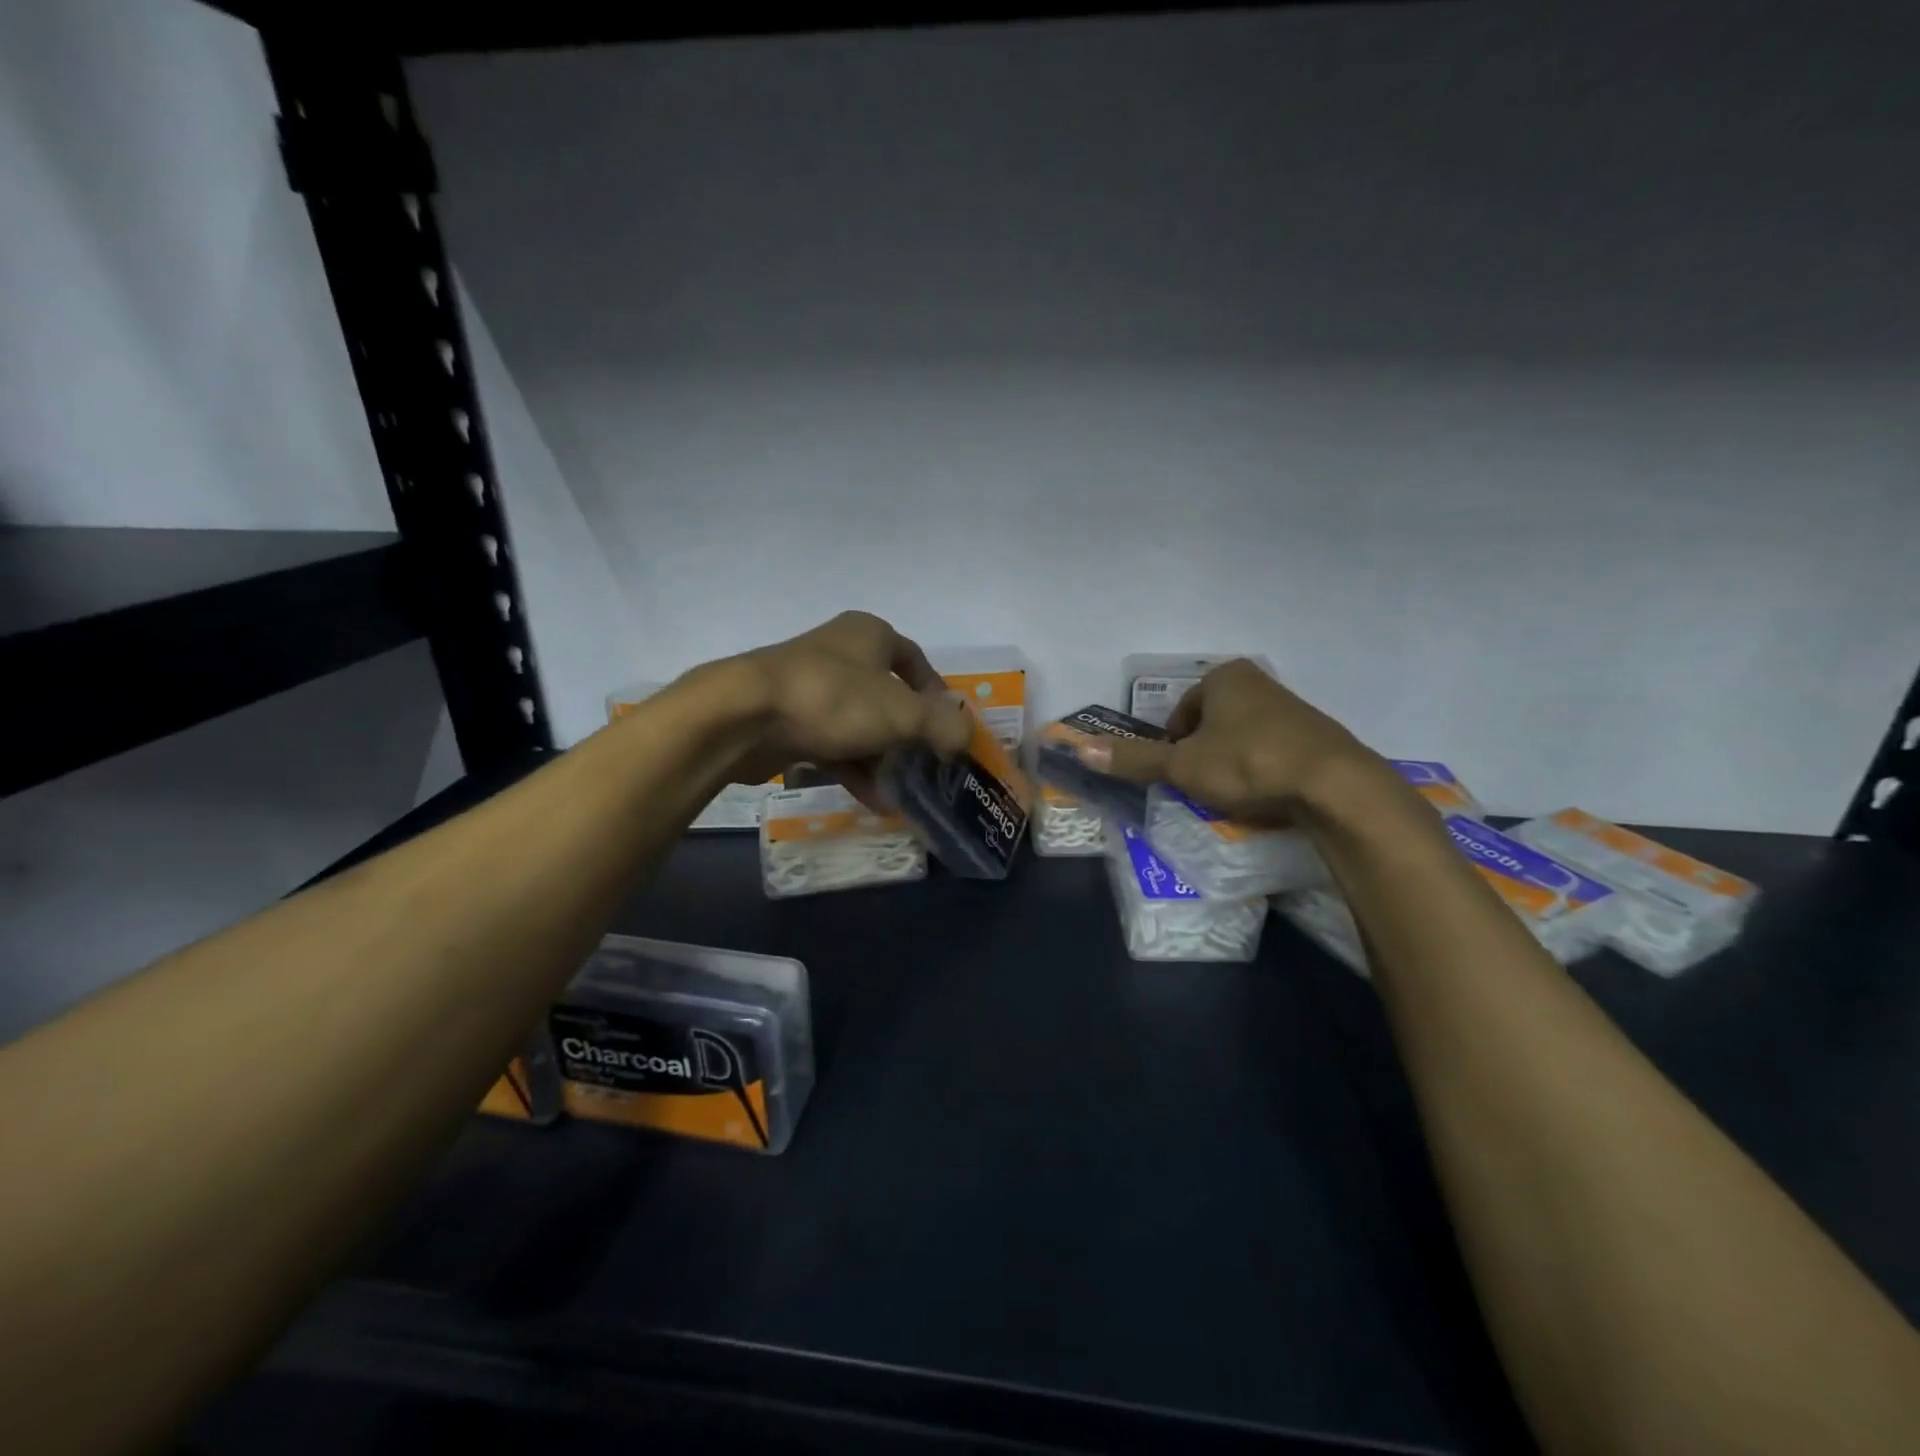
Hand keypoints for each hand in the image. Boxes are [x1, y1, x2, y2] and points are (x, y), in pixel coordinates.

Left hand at [718, 611, 972, 791]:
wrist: (743, 715)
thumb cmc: (833, 699)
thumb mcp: (902, 713)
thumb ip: (942, 725)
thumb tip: (966, 737)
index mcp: (869, 635)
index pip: (915, 660)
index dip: (937, 694)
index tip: (949, 728)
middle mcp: (840, 654)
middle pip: (888, 696)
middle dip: (910, 735)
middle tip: (929, 766)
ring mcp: (810, 688)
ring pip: (860, 725)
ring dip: (884, 760)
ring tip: (905, 793)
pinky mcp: (787, 719)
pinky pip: (832, 745)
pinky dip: (855, 770)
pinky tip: (874, 801)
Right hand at [1088, 659, 1380, 824]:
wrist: (1334, 785)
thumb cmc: (1248, 763)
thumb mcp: (1182, 765)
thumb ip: (1135, 759)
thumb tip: (1079, 749)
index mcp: (1224, 677)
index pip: (1180, 712)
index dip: (1172, 745)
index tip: (1177, 774)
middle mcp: (1258, 683)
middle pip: (1211, 723)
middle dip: (1202, 753)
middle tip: (1201, 787)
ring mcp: (1292, 708)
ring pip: (1242, 737)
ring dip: (1232, 763)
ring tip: (1233, 795)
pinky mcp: (1317, 735)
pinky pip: (1274, 751)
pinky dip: (1262, 770)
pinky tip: (1265, 795)